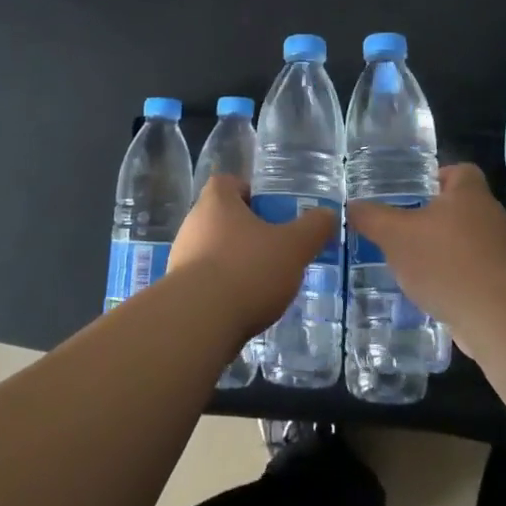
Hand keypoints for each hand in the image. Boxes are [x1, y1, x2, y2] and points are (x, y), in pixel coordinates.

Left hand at [166, 174, 335, 342]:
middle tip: (275, 248)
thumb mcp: (293, 247)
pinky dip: (224, 289)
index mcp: (216, 202)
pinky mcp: (178, 291)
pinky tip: (244, 306)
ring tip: (264, 282)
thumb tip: (328, 214)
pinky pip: (205, 281)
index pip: (228, 182)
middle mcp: (193, 223)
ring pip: (213, 250)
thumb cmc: (247, 270)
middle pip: (222, 217)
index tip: (271, 211)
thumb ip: (314, 228)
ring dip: (235, 262)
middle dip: (248, 231)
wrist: (198, 323)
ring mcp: (181, 257)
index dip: (250, 192)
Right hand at [344, 164, 505, 332]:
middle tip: (401, 228)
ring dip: (442, 252)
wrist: (499, 316)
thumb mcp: (395, 234)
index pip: (460, 171)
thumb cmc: (446, 260)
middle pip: (461, 208)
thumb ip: (372, 218)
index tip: (412, 191)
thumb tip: (352, 206)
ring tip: (409, 264)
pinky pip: (472, 275)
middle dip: (433, 218)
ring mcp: (499, 254)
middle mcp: (489, 217)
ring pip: (466, 244)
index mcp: (469, 194)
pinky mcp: (501, 287)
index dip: (437, 176)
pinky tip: (429, 294)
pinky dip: (453, 281)